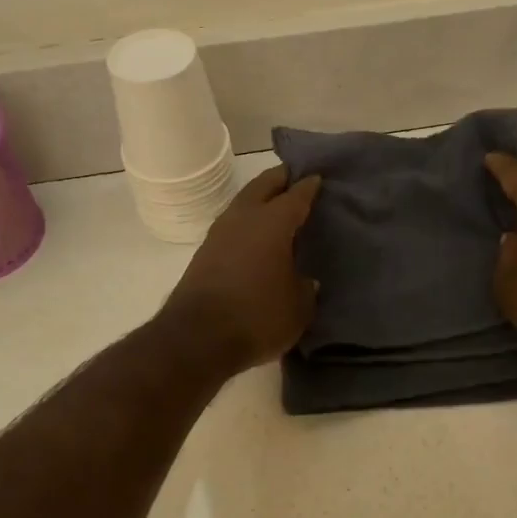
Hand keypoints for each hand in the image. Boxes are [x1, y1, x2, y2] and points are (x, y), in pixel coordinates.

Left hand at [159, 164, 321, 374]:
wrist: (197, 339)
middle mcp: (243, 218)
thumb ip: (306, 288)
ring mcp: (219, 234)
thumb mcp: (298, 307)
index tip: (319, 178)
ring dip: (260, 199)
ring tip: (277, 207)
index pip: (296, 195)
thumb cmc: (258, 317)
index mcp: (272, 222)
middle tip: (297, 178)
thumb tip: (305, 279)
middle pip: (263, 185)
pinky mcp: (204, 253)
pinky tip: (256, 236)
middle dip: (280, 178)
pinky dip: (247, 222)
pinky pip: (232, 225)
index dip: (309, 186)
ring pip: (243, 203)